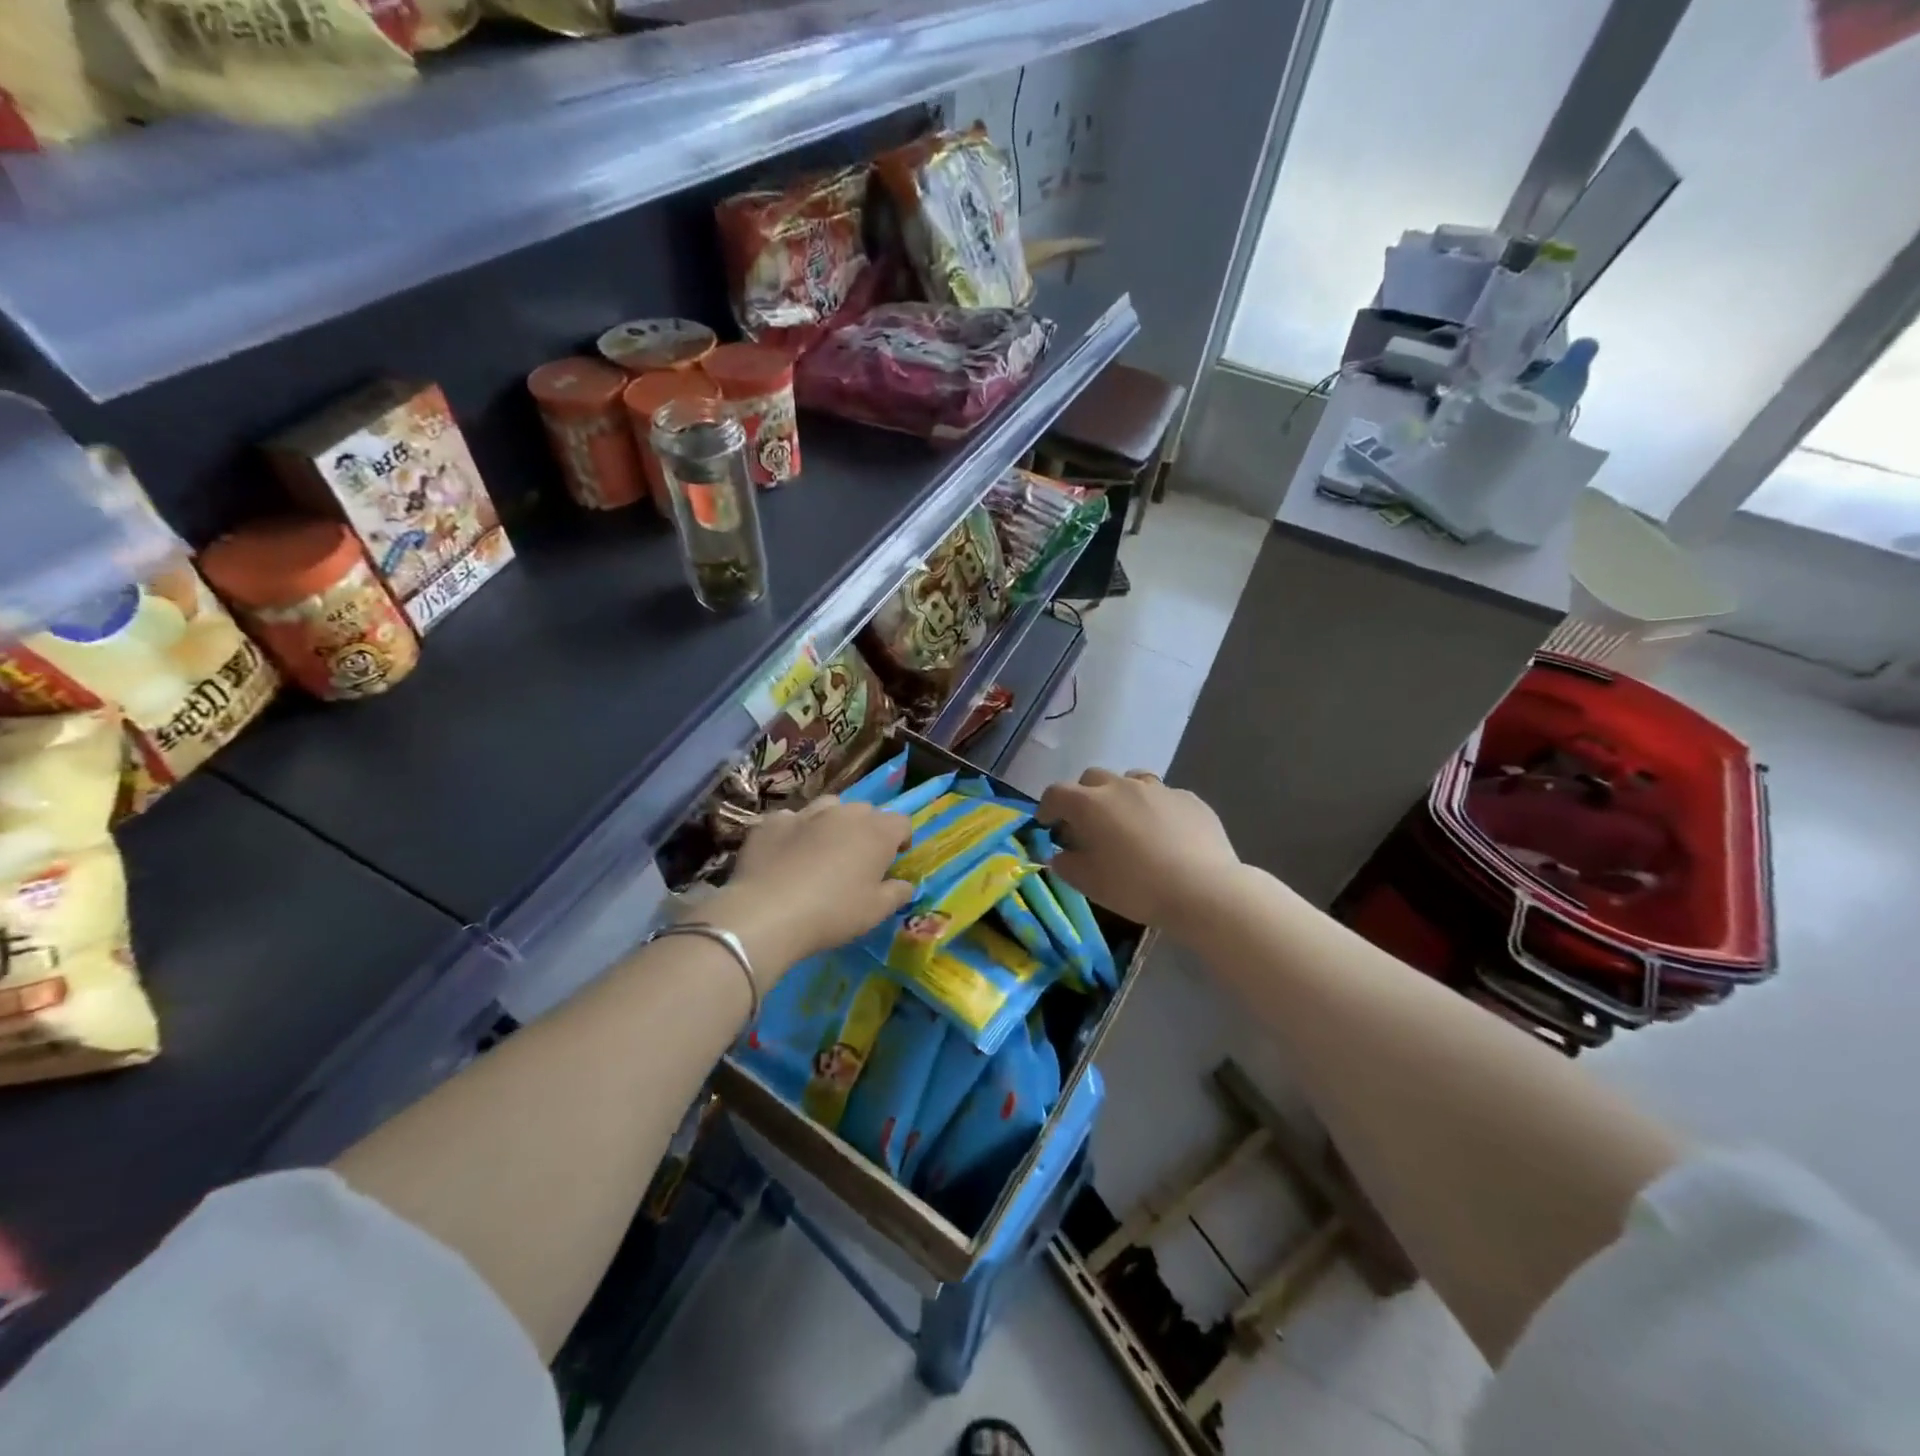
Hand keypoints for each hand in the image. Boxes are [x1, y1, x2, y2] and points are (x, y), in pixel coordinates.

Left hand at [697, 796, 913, 983]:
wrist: (768, 912)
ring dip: (832, 822)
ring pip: (828, 806)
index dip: (901, 839)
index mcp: (876, 833)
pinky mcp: (773, 821)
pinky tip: (785, 853)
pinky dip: (794, 831)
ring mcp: (806, 813)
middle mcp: (845, 814)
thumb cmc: (833, 912)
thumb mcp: (875, 912)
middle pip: (865, 811)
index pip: (901, 822)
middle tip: (857, 859)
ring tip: (823, 848)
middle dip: (866, 829)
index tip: (893, 859)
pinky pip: (790, 819)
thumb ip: (897, 893)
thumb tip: (905, 884)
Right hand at [1037, 768, 1241, 933]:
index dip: (1047, 807)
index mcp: (1090, 804)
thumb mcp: (1089, 884)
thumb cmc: (1136, 887)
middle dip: (1083, 797)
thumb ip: (1066, 864)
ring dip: (1121, 796)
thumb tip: (1060, 854)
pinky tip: (1165, 834)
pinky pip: (1163, 797)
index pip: (1056, 793)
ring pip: (1130, 780)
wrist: (1203, 889)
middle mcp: (1121, 786)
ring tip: (1128, 823)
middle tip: (1088, 825)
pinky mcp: (1189, 798)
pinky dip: (1155, 809)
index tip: (1047, 825)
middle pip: (1092, 779)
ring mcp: (1159, 789)